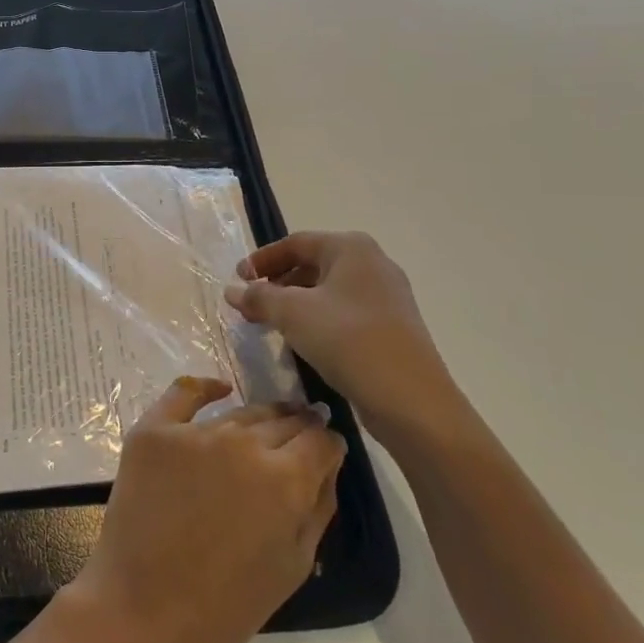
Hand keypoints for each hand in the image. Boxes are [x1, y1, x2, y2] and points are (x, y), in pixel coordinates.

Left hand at [60, 376, 345, 642]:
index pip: (321, 440)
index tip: (326, 452)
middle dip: (297, 429)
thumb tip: (327, 462)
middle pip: (282, 422)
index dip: (328, 446)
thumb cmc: (226, 605)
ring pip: (240, 413)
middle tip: (299, 437)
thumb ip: (318, 506)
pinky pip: (184, 393)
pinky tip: (220, 389)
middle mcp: (242, 442)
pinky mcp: (154, 431)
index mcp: (284, 479)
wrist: (143, 612)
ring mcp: (194, 432)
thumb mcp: (294, 565)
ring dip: (257, 420)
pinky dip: (206, 388)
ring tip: (263, 429)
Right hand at [225, 232, 467, 449]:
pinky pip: (345, 313)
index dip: (261, 260)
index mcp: (351, 248)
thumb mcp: (293, 314)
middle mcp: (373, 263)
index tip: (237, 280)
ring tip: (271, 327)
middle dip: (277, 284)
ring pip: (328, 291)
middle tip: (251, 307)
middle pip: (312, 265)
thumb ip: (259, 297)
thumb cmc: (348, 341)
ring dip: (295, 305)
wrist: (411, 399)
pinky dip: (318, 321)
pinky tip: (304, 344)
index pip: (295, 243)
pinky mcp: (392, 326)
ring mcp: (387, 296)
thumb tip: (232, 290)